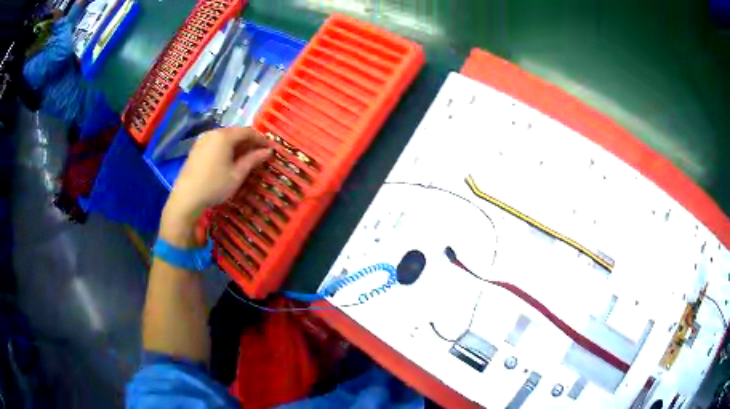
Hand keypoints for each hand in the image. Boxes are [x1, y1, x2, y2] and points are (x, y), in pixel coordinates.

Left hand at [160, 127, 269, 246]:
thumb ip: (253, 160)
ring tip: (244, 158)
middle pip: (235, 133)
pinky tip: (228, 160)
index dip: (260, 139)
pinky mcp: (196, 148)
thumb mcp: (237, 174)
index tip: (269, 149)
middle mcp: (213, 133)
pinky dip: (225, 148)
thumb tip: (268, 151)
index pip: (248, 132)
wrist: (186, 198)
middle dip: (248, 142)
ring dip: (236, 145)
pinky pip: (215, 143)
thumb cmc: (214, 186)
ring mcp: (202, 140)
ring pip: (224, 138)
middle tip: (258, 154)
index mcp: (225, 136)